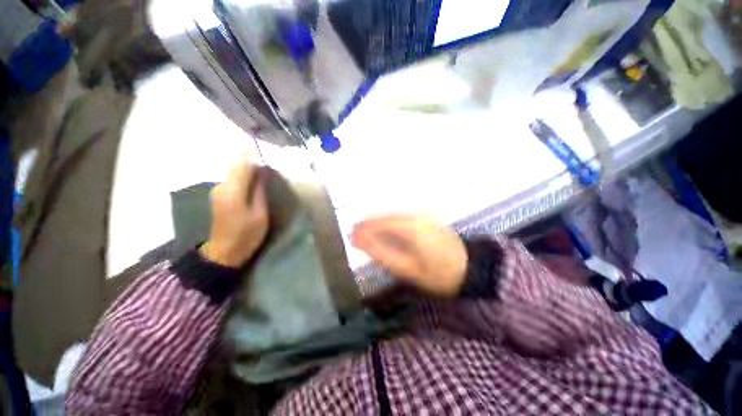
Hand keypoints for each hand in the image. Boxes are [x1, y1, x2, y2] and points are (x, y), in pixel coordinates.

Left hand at [200, 157, 267, 267]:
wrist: (225, 252)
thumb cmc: (246, 234)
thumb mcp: (259, 213)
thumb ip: (259, 190)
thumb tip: (261, 172)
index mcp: (232, 190)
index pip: (242, 164)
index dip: (252, 154)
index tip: (261, 147)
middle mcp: (221, 186)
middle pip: (236, 166)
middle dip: (250, 160)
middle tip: (265, 159)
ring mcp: (218, 191)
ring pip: (234, 172)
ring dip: (247, 169)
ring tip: (261, 169)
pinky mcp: (219, 196)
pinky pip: (232, 180)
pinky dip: (242, 176)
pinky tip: (252, 180)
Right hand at [351, 215, 467, 296]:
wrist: (471, 270)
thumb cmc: (439, 275)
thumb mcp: (408, 269)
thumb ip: (382, 253)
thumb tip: (361, 241)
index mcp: (412, 227)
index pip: (381, 222)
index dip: (364, 228)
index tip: (351, 235)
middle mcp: (417, 215)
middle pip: (386, 216)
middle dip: (369, 224)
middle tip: (355, 235)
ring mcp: (424, 215)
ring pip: (393, 215)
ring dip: (378, 223)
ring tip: (365, 233)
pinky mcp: (427, 217)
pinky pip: (402, 217)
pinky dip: (389, 223)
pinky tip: (383, 231)